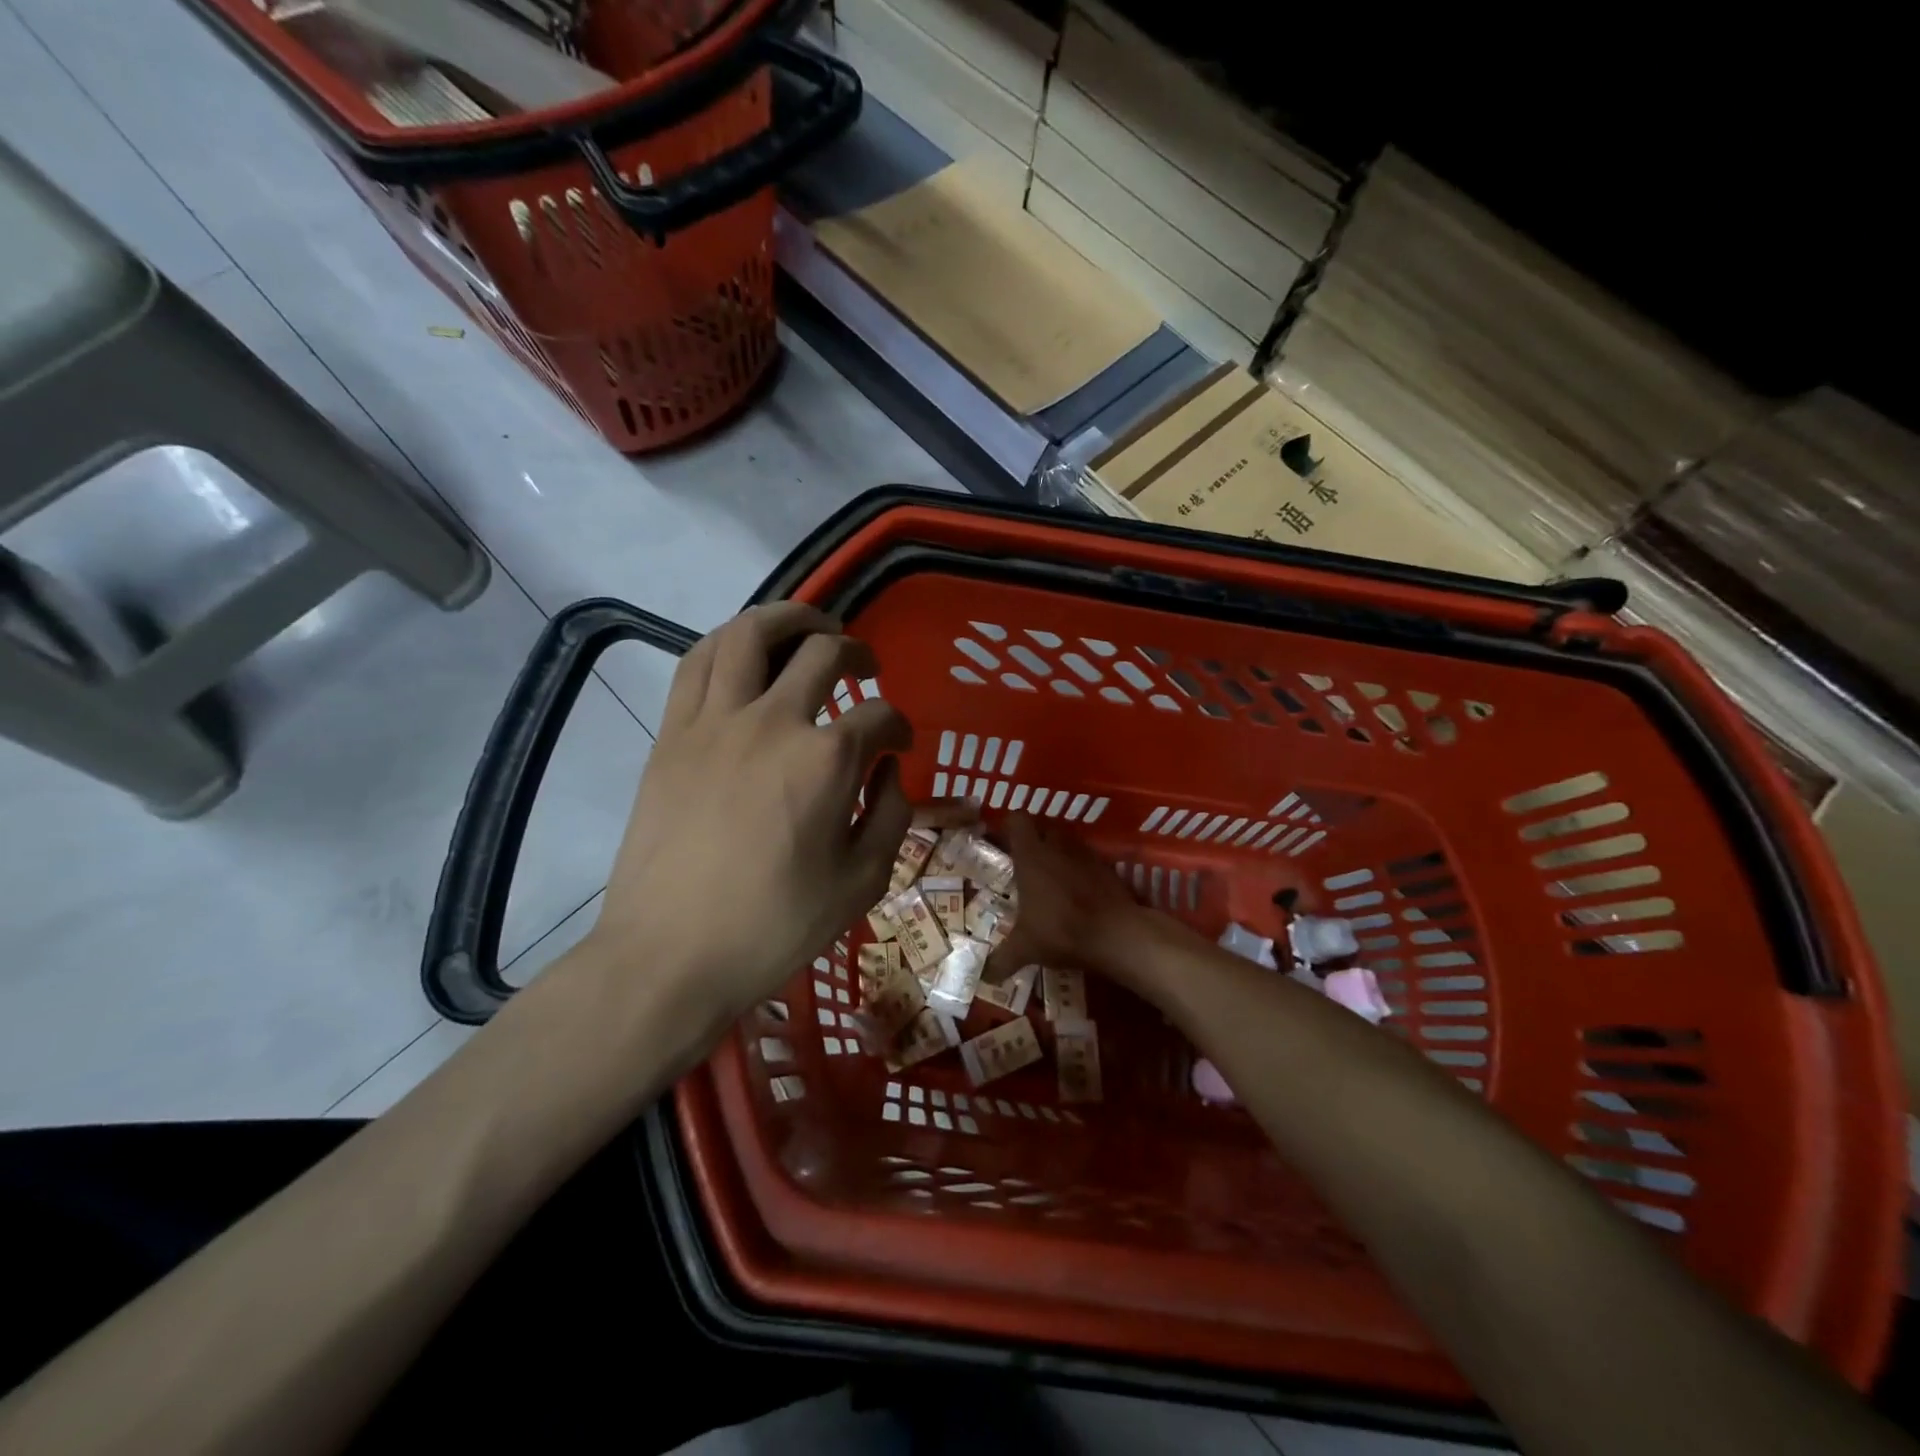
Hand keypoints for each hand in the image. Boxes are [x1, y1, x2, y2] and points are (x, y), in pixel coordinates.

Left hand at [583, 603, 911, 1030]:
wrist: (670, 955)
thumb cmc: (774, 926)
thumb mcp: (861, 883)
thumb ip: (891, 816)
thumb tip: (890, 771)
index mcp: (827, 760)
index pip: (880, 717)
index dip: (900, 726)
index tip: (901, 745)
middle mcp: (773, 721)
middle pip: (823, 651)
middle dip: (857, 652)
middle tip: (866, 668)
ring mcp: (715, 721)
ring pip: (750, 633)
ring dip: (790, 618)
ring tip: (810, 628)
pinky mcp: (672, 733)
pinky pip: (696, 662)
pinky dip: (728, 642)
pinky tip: (744, 653)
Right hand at [995, 813, 1146, 977]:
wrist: (1117, 934)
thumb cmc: (1061, 930)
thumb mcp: (1026, 948)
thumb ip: (1003, 959)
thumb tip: (985, 977)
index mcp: (1031, 856)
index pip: (1017, 819)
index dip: (1009, 827)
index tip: (1003, 844)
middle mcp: (1057, 846)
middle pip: (1043, 827)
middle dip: (1034, 840)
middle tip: (1025, 863)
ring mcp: (1085, 854)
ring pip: (1067, 841)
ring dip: (1059, 852)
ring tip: (1051, 877)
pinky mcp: (1107, 867)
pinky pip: (1087, 859)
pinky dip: (1080, 869)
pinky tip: (1078, 891)